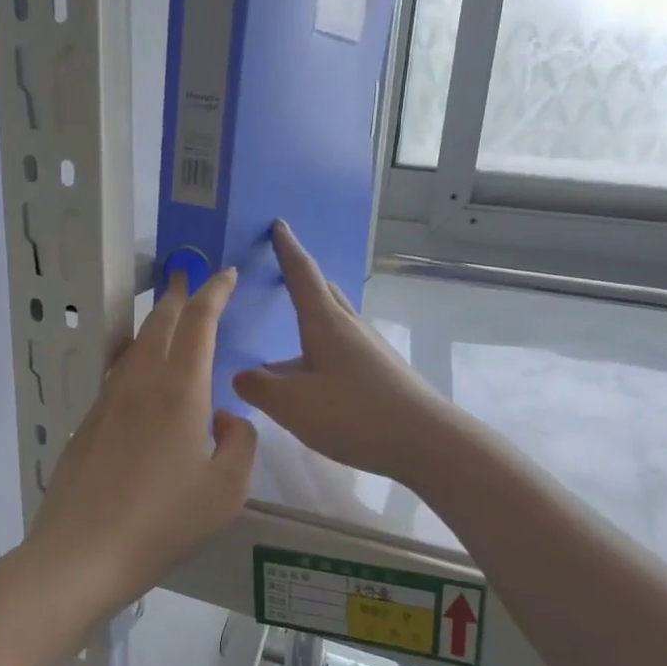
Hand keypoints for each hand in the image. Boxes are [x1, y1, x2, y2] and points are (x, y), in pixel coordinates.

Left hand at [22, 269, 257, 627]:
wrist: (83, 552)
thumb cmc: (165, 521)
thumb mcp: (228, 489)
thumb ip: (240, 442)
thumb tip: (224, 417)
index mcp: (180, 390)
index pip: (199, 322)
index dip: (214, 292)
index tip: (225, 274)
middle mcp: (140, 383)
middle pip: (159, 323)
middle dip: (179, 296)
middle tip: (190, 279)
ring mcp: (107, 401)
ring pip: (133, 345)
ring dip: (153, 323)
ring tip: (167, 316)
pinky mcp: (86, 423)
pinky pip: (116, 374)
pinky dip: (134, 357)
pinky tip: (138, 373)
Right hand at [233, 222, 450, 483]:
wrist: (425, 441)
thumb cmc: (354, 414)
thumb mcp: (293, 405)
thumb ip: (260, 387)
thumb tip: (241, 375)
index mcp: (326, 323)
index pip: (302, 274)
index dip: (287, 249)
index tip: (278, 225)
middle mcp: (350, 327)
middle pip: (323, 293)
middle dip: (302, 280)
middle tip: (282, 274)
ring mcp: (370, 349)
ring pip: (334, 323)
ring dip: (312, 320)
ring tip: (288, 337)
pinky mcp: (381, 373)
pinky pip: (343, 348)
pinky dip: (322, 349)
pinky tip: (314, 377)